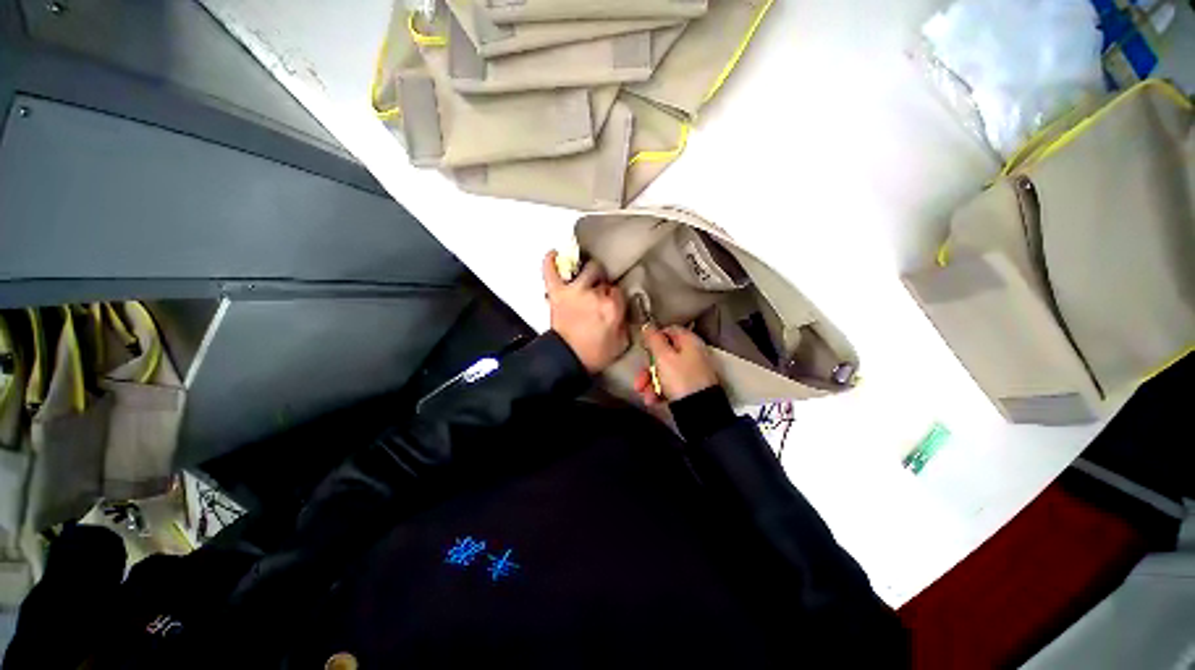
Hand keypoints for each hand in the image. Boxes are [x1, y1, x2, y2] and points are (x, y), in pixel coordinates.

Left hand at [543, 251, 628, 373]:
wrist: (567, 359)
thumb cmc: (595, 353)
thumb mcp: (621, 342)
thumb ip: (626, 322)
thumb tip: (624, 309)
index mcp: (612, 306)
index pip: (618, 289)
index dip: (614, 296)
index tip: (610, 303)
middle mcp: (594, 294)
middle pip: (603, 276)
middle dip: (602, 284)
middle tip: (598, 294)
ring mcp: (573, 291)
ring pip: (585, 268)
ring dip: (587, 272)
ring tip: (585, 278)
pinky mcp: (557, 293)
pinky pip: (550, 271)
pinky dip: (550, 261)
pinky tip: (554, 254)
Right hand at [633, 324, 718, 405]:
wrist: (699, 412)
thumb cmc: (680, 379)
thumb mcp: (663, 357)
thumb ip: (654, 339)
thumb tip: (648, 325)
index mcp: (689, 341)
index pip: (669, 330)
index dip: (654, 337)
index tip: (643, 346)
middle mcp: (692, 354)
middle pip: (664, 354)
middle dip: (648, 368)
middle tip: (640, 380)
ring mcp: (690, 372)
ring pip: (664, 371)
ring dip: (650, 383)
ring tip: (646, 395)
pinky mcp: (688, 387)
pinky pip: (670, 384)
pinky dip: (659, 391)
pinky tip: (653, 400)